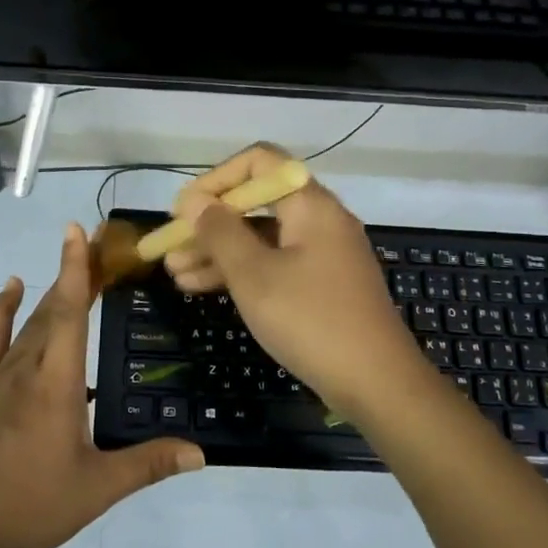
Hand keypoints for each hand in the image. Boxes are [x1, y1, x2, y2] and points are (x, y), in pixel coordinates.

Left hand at [0, 223, 203, 547]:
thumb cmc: (31, 507)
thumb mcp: (97, 489)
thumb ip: (147, 465)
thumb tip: (200, 452)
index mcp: (56, 384)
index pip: (68, 313)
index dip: (75, 269)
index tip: (78, 231)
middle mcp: (25, 368)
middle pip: (52, 308)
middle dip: (74, 273)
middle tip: (96, 241)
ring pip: (26, 321)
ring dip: (49, 290)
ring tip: (70, 261)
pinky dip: (1, 309)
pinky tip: (10, 288)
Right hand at [165, 144, 431, 416]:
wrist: (378, 384)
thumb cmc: (311, 320)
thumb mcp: (254, 275)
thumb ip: (220, 232)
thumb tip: (194, 201)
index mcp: (310, 204)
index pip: (259, 162)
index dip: (216, 179)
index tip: (184, 210)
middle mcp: (319, 220)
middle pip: (256, 203)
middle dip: (209, 223)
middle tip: (169, 247)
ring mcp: (322, 254)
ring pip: (261, 239)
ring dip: (217, 252)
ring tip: (174, 274)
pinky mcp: (322, 285)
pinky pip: (274, 264)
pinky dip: (241, 272)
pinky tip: (201, 288)